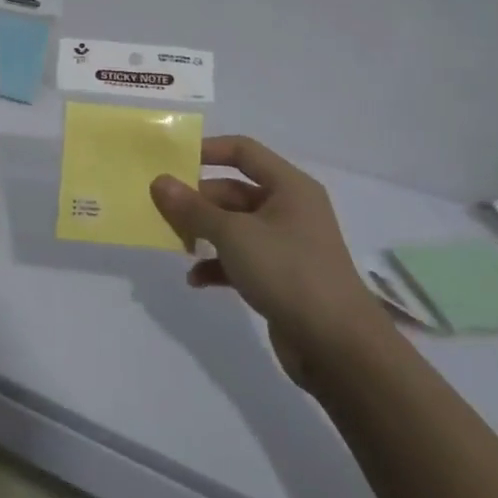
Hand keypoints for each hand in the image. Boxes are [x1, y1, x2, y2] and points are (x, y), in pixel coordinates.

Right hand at [151, 136, 388, 388]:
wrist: (337, 346)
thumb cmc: (288, 272)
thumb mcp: (233, 234)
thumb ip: (193, 208)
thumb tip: (159, 181)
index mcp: (289, 187)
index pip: (243, 151)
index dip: (207, 150)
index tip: (171, 161)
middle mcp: (290, 209)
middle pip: (233, 191)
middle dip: (198, 200)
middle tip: (162, 210)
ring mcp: (286, 244)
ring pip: (234, 226)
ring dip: (204, 233)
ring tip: (175, 243)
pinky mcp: (280, 277)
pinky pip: (241, 259)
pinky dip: (217, 264)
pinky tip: (195, 279)